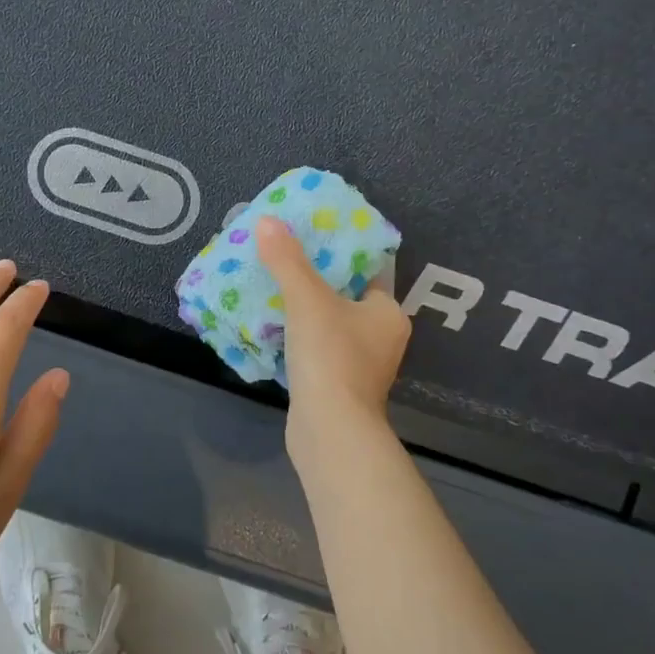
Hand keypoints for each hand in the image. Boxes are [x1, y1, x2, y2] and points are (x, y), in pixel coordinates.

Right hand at [255, 215, 409, 445]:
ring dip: (303, 309)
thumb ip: (287, 260)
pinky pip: (317, 349)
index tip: (311, 235)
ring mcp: (360, 365)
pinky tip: (270, 325)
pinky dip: (297, 337)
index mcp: (387, 312)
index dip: (341, 250)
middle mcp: (381, 337)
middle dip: (314, 278)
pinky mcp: (337, 385)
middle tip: (282, 256)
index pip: (368, 269)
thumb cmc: (331, 357)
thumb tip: (267, 221)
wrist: (330, 432)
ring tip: (270, 284)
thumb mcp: (307, 300)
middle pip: (346, 295)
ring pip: (329, 324)